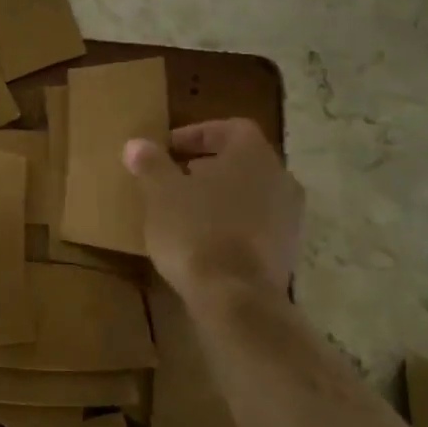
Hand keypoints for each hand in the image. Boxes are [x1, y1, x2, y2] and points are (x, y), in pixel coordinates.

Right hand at [123, 118, 303, 303]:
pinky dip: (232, 224)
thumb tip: (137, 144)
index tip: (169, 148)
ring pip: (252, 194)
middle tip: (176, 177)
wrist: (236, 297)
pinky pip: (257, 224)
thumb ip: (151, 164)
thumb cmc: (195, 230)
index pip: (231, 128)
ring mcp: (290, 217)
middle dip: (209, 166)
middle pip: (243, 161)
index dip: (198, 134)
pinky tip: (205, 239)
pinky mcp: (288, 251)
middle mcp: (280, 178)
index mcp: (253, 155)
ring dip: (222, 196)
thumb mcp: (160, 193)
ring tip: (186, 210)